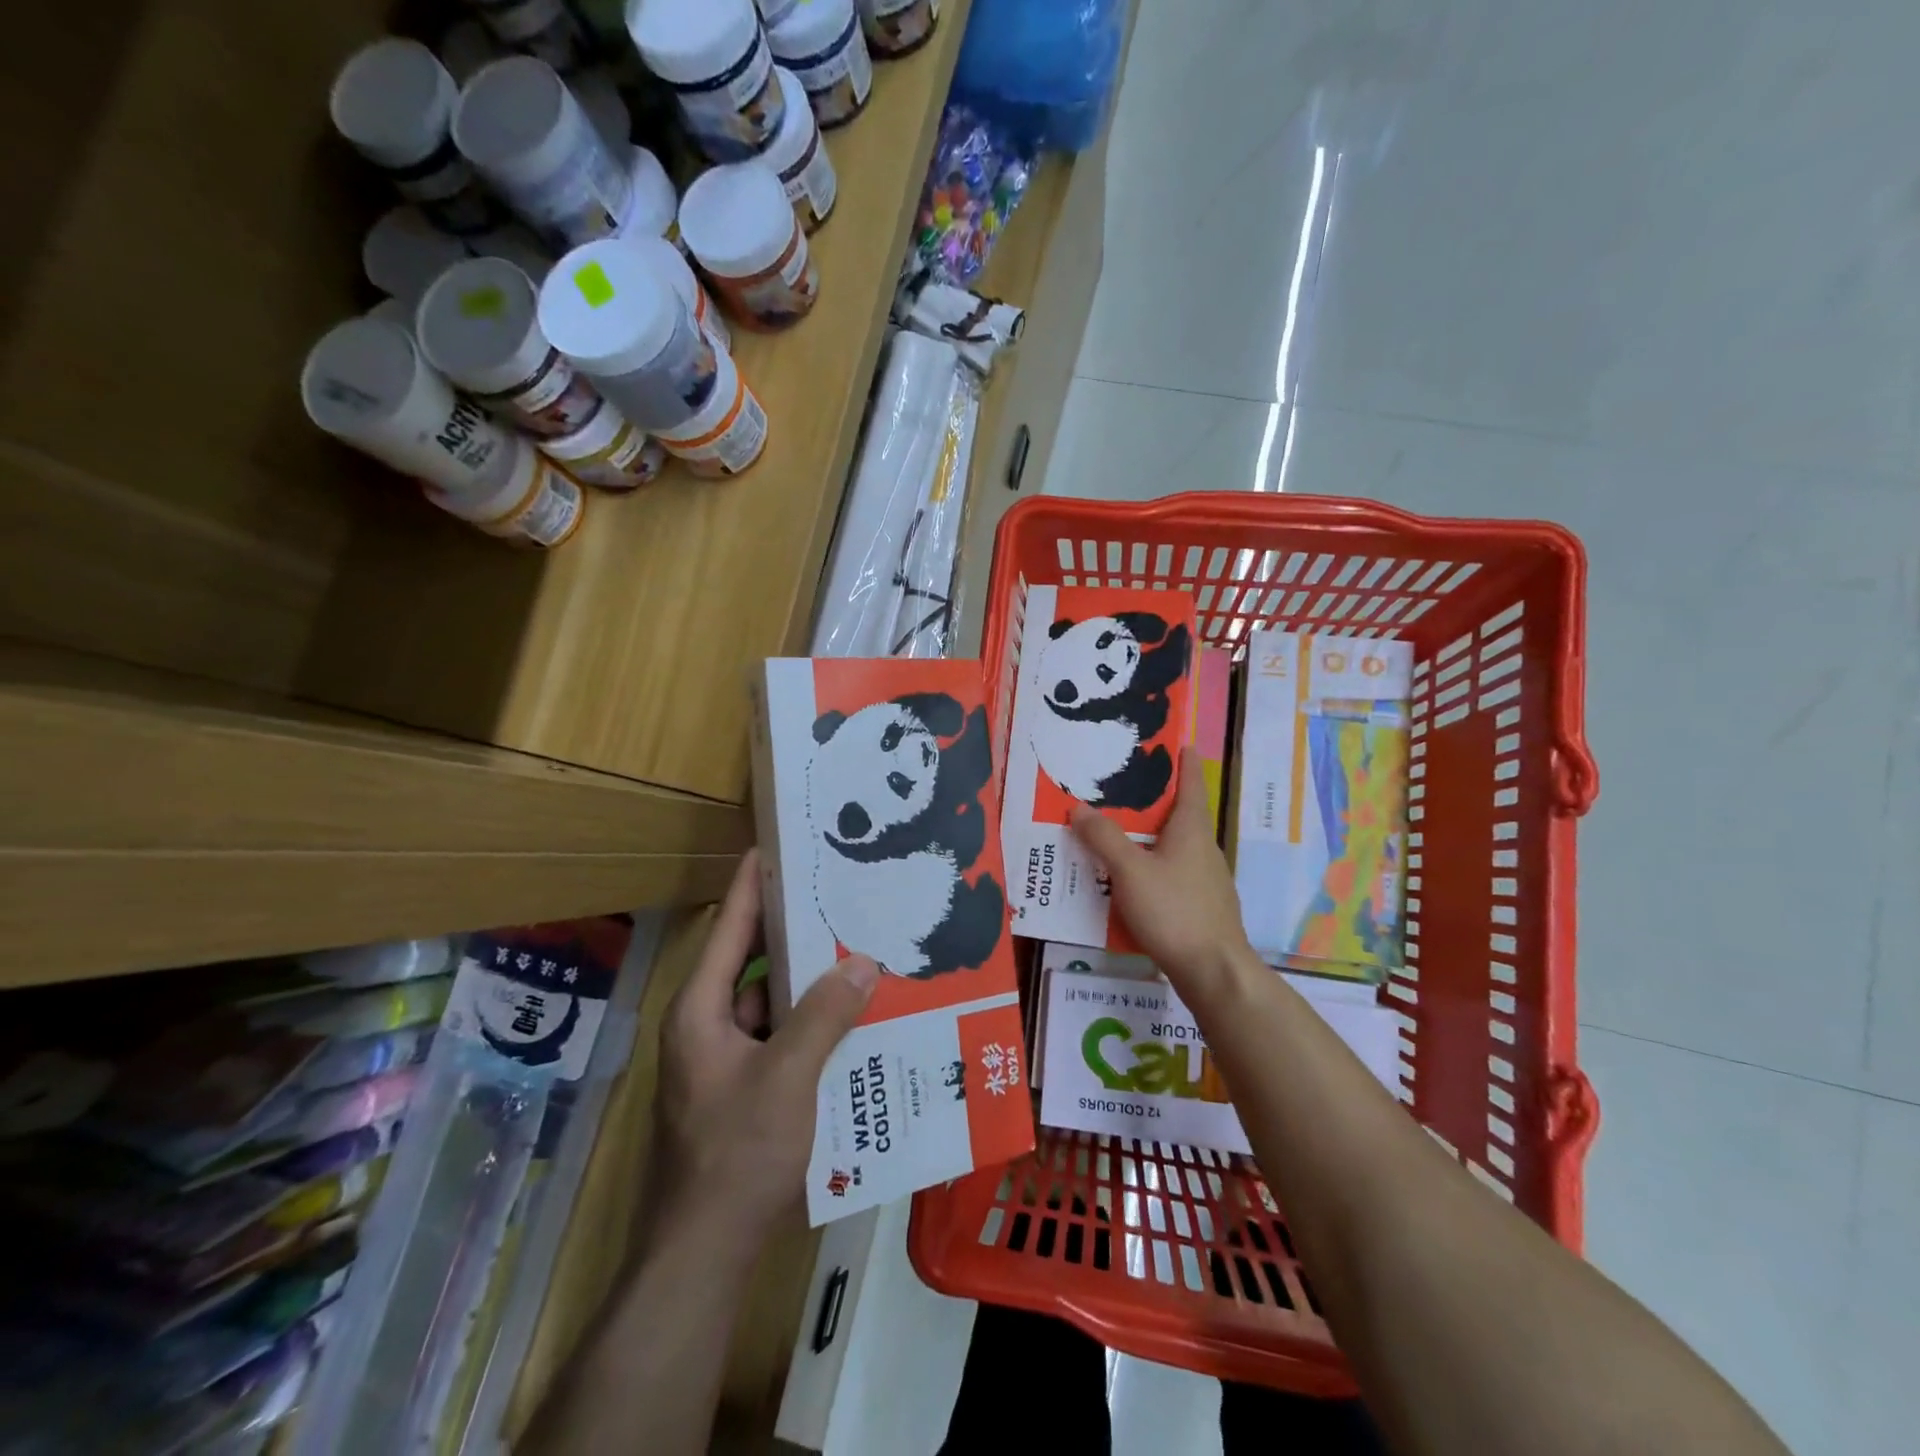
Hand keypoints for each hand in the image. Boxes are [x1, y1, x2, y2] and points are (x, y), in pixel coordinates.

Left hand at [649, 851, 877, 1242]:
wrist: (704, 1253)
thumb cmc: (737, 1153)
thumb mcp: (788, 1076)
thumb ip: (826, 1014)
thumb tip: (864, 961)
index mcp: (702, 1008)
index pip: (729, 925)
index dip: (753, 881)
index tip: (779, 842)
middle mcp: (708, 1023)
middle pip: (754, 959)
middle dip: (796, 929)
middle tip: (842, 895)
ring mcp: (724, 1058)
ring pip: (772, 1001)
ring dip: (810, 982)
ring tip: (859, 948)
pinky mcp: (743, 1086)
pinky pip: (780, 1036)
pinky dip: (811, 1023)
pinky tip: (854, 1017)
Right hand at [1070, 746, 1253, 1000]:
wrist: (1213, 971)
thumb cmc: (1174, 911)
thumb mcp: (1130, 871)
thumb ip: (1104, 838)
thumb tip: (1078, 807)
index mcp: (1191, 832)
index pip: (1191, 787)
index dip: (1186, 764)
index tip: (1184, 743)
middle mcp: (1205, 850)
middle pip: (1183, 817)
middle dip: (1159, 802)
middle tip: (1129, 790)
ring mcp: (1208, 881)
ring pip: (1178, 848)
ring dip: (1155, 837)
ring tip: (1124, 834)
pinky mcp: (1204, 907)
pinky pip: (1176, 874)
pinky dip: (1157, 866)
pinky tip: (1136, 882)